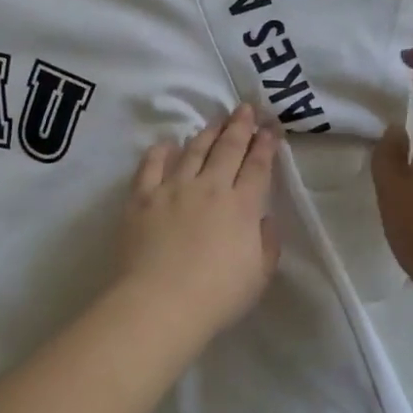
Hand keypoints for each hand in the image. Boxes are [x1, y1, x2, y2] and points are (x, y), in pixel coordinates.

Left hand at [117, 106, 280, 341]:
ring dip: (207, 132)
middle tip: (246, 109)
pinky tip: (167, 143)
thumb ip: (267, 242)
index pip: (258, 167)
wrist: (160, 304)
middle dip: (240, 126)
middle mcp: (210, 188)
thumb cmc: (216, 297)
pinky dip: (161, 151)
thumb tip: (264, 218)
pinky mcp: (142, 198)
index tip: (271, 129)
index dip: (266, 145)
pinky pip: (151, 165)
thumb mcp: (259, 275)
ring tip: (216, 120)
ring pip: (193, 150)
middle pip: (228, 149)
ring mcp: (173, 189)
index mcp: (242, 207)